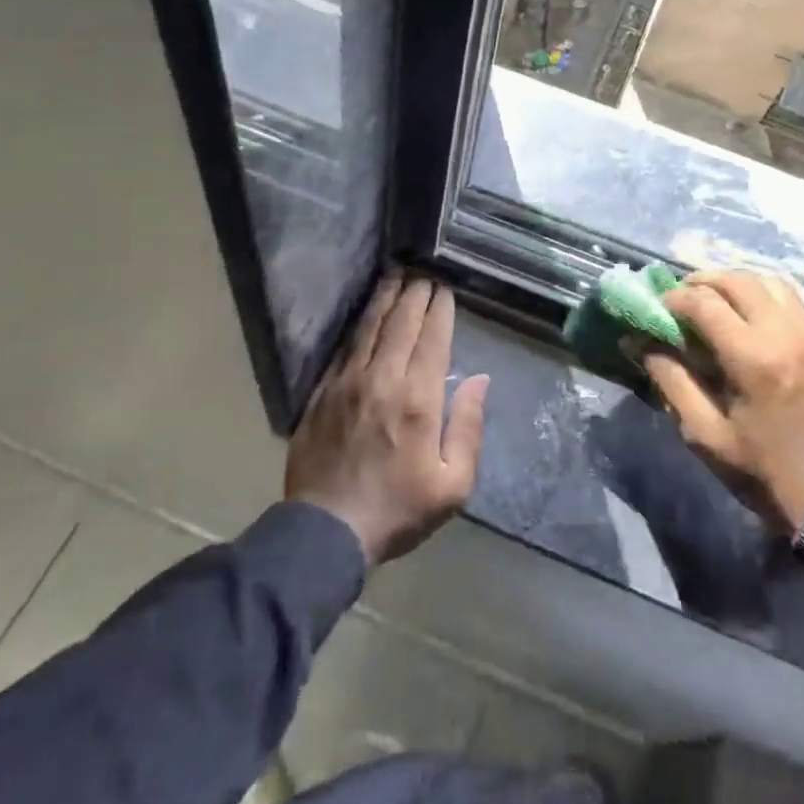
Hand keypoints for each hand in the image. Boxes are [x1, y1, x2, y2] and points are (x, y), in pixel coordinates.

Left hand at [285, 272, 489, 565]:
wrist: (326, 532)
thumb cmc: (398, 510)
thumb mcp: (452, 485)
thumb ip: (468, 428)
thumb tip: (480, 380)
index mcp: (418, 399)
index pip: (432, 339)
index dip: (440, 309)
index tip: (445, 289)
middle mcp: (383, 379)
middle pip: (401, 323)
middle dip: (415, 293)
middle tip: (423, 271)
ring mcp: (348, 382)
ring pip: (370, 327)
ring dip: (385, 298)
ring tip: (395, 274)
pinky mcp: (323, 392)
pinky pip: (345, 347)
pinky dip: (359, 325)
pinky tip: (365, 313)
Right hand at [643, 270, 803, 535]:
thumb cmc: (768, 473)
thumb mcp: (708, 435)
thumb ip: (673, 383)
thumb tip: (644, 346)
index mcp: (754, 360)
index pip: (706, 303)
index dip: (676, 298)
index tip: (660, 307)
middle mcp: (786, 335)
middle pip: (738, 280)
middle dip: (704, 281)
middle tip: (683, 297)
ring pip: (769, 281)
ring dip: (736, 283)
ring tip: (716, 300)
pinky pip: (792, 302)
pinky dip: (763, 297)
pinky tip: (749, 319)